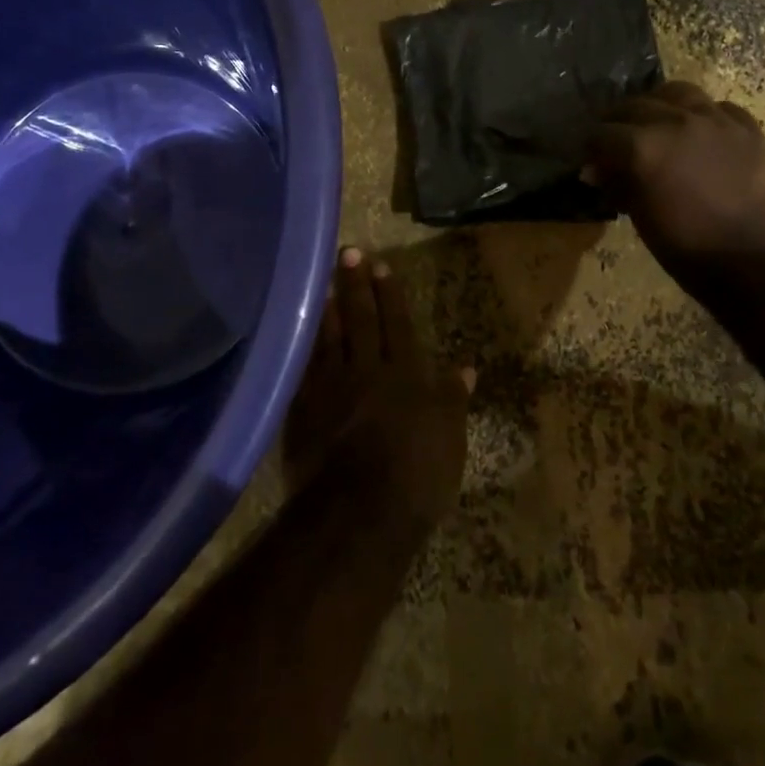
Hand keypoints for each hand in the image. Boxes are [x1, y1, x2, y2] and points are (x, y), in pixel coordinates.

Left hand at [284, 247, 475, 532]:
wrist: (360, 512)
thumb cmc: (417, 475)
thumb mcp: (450, 438)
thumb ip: (453, 398)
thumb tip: (466, 366)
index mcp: (405, 375)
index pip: (397, 325)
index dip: (389, 295)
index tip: (380, 267)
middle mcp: (366, 371)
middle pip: (361, 321)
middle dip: (355, 286)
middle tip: (347, 253)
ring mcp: (331, 388)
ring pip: (329, 338)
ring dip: (327, 308)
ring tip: (323, 281)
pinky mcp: (303, 409)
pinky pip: (303, 366)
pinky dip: (303, 345)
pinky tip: (298, 330)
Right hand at [586, 82, 764, 291]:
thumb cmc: (694, 253)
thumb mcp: (644, 222)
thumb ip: (619, 187)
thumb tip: (599, 172)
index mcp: (643, 147)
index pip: (601, 133)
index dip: (590, 148)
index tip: (591, 161)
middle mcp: (676, 122)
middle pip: (634, 105)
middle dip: (618, 122)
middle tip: (615, 142)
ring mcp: (717, 121)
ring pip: (678, 93)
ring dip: (659, 105)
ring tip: (657, 123)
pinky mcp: (750, 130)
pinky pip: (718, 108)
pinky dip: (702, 116)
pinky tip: (701, 134)